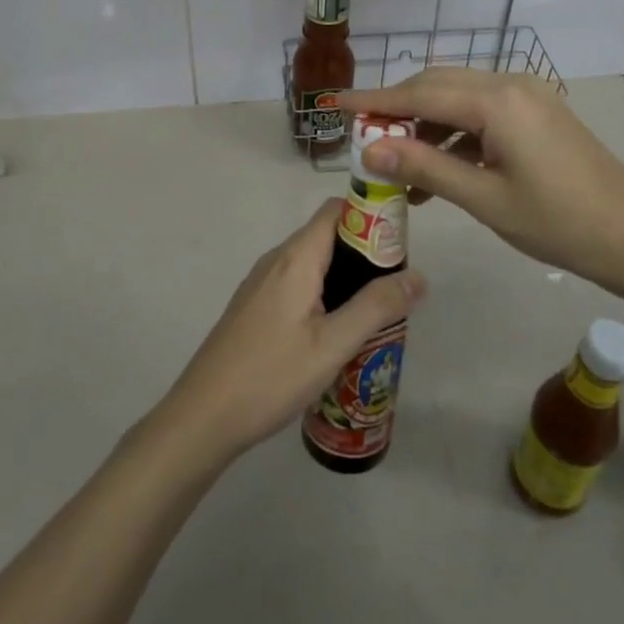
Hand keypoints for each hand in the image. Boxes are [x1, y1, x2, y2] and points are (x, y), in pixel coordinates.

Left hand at [157, 199, 426, 463]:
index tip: (401, 243)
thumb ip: (376, 307)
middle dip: (364, 252)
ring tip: (375, 311)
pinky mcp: (254, 305)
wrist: (204, 414)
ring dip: (345, 276)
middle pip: (327, 234)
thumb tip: (419, 276)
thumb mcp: (333, 345)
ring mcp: (261, 282)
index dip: (370, 215)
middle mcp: (277, 259)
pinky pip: (296, 282)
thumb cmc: (271, 375)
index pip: (336, 209)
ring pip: (312, 262)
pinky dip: (323, 292)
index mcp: (296, 257)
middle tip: (396, 286)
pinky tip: (336, 330)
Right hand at [337, 69, 623, 292]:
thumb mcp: (483, 197)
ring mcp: (527, 95)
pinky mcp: (537, 112)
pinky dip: (454, 134)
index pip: (419, 93)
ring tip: (398, 168)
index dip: (374, 100)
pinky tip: (439, 170)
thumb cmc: (557, 222)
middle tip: (362, 136)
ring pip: (457, 98)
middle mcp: (509, 84)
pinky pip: (481, 112)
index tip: (335, 103)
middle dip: (396, 109)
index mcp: (496, 101)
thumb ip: (423, 167)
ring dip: (425, 126)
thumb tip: (369, 149)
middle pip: (436, 86)